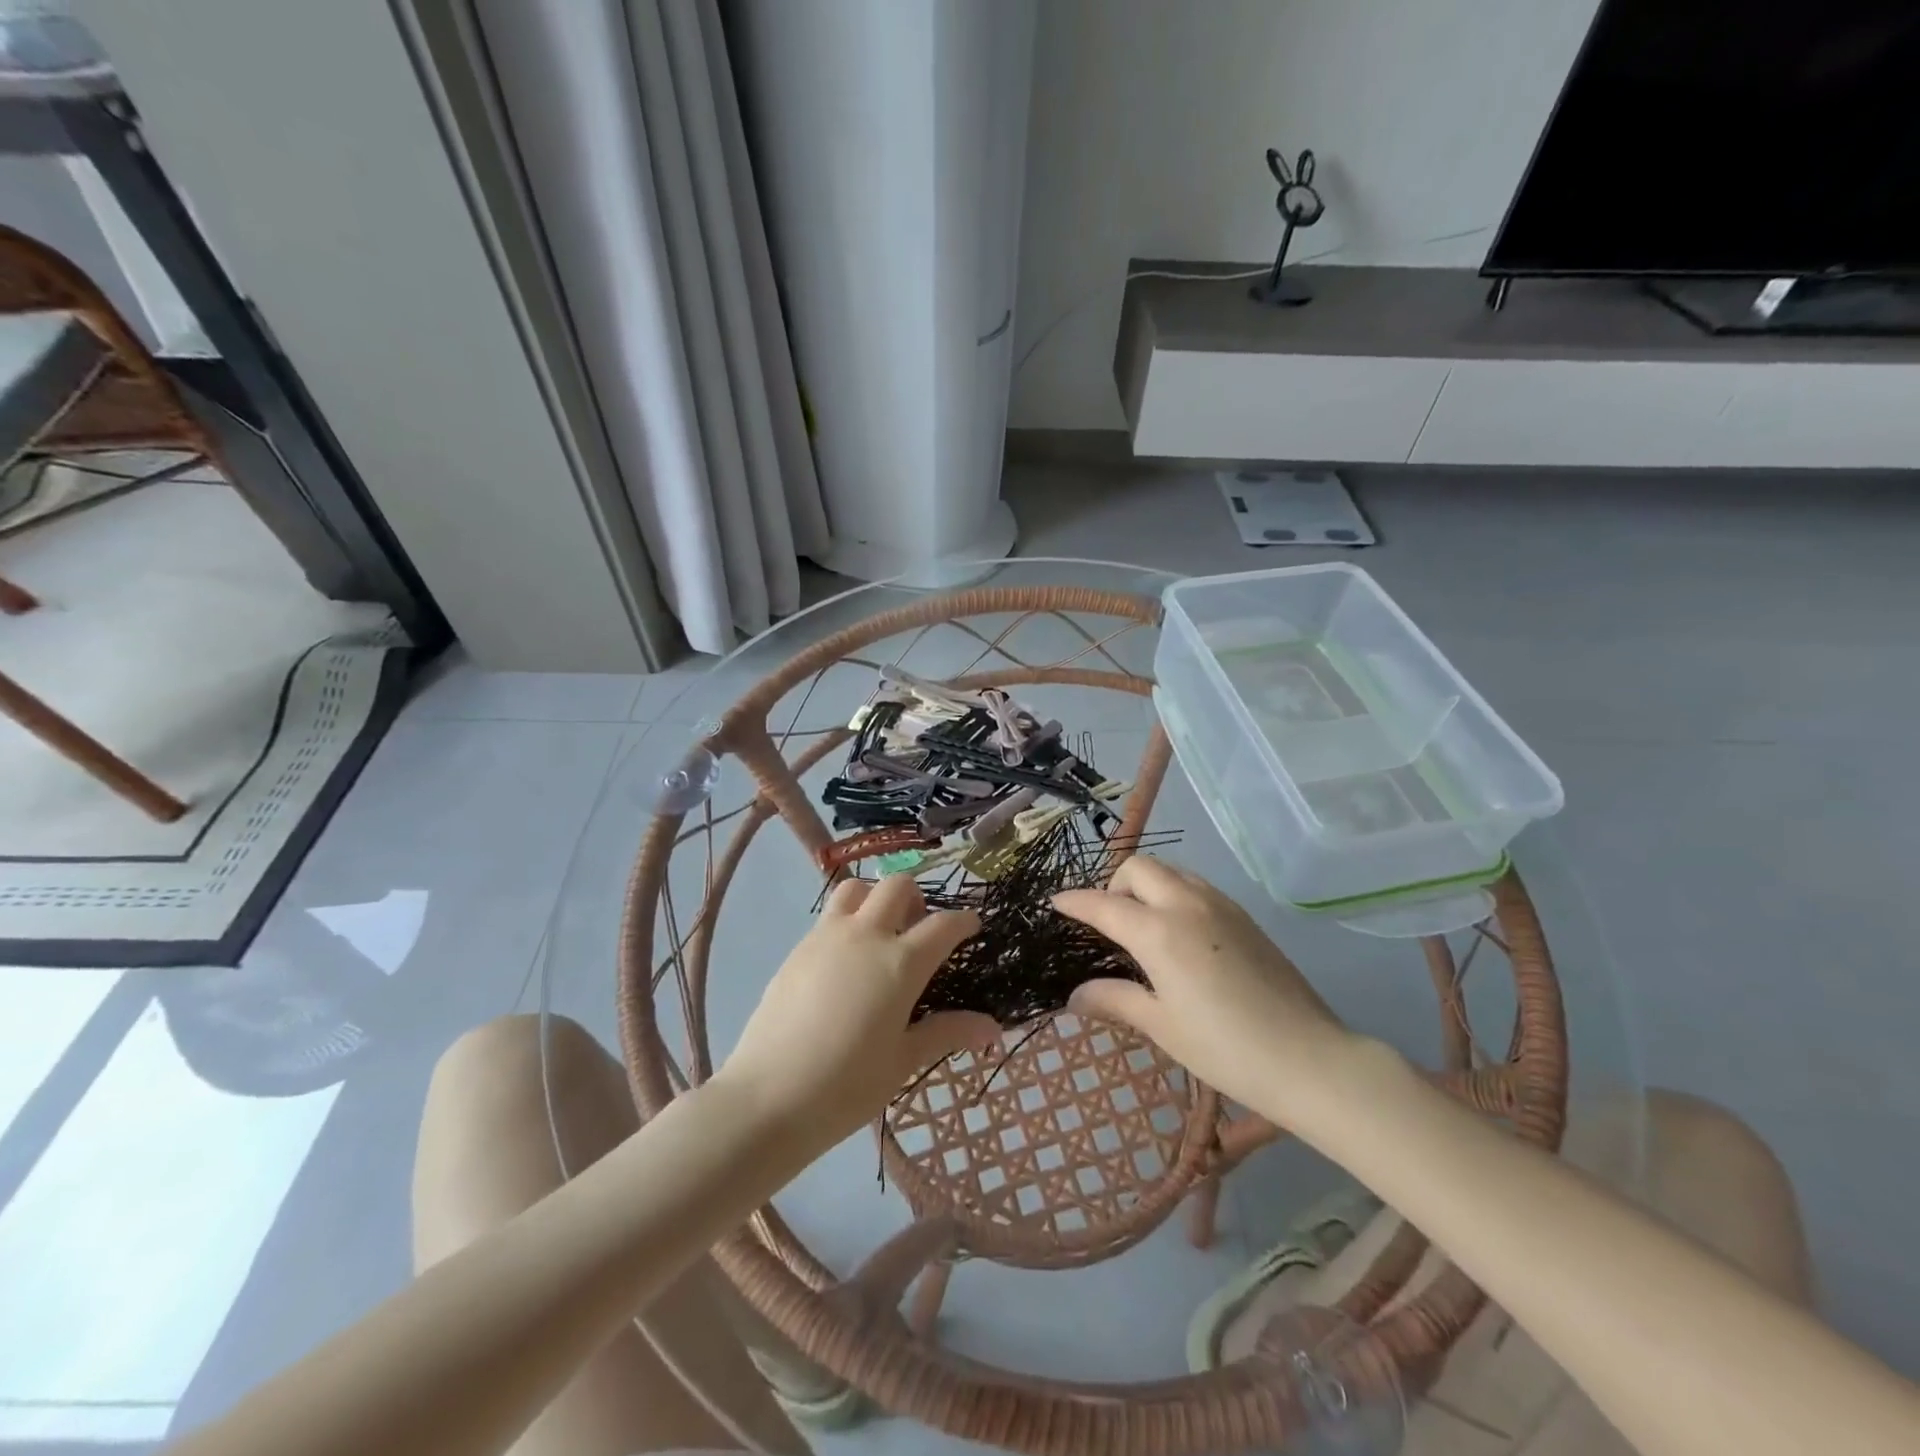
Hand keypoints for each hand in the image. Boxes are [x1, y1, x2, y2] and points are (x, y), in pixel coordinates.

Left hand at [715, 877, 1000, 1153]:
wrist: (768, 1098)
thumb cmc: (847, 1086)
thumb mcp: (904, 1060)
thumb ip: (948, 1032)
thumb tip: (995, 1028)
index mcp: (901, 962)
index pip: (943, 925)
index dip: (963, 921)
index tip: (972, 926)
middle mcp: (866, 935)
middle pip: (897, 886)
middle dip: (918, 898)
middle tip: (920, 929)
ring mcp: (826, 937)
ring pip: (857, 888)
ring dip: (876, 898)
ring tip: (880, 932)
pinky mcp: (798, 948)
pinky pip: (829, 915)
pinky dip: (848, 920)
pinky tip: (846, 960)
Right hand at [1053, 857, 1360, 1128]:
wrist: (1311, 1058)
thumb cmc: (1226, 1048)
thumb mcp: (1162, 1026)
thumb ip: (1115, 1000)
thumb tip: (1075, 995)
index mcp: (1159, 932)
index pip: (1104, 904)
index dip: (1075, 902)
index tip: (1056, 902)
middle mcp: (1187, 904)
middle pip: (1139, 868)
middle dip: (1114, 884)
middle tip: (1108, 923)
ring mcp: (1221, 905)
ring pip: (1171, 871)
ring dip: (1147, 885)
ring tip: (1143, 926)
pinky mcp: (1244, 916)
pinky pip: (1196, 886)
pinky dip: (1174, 893)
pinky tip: (1180, 934)